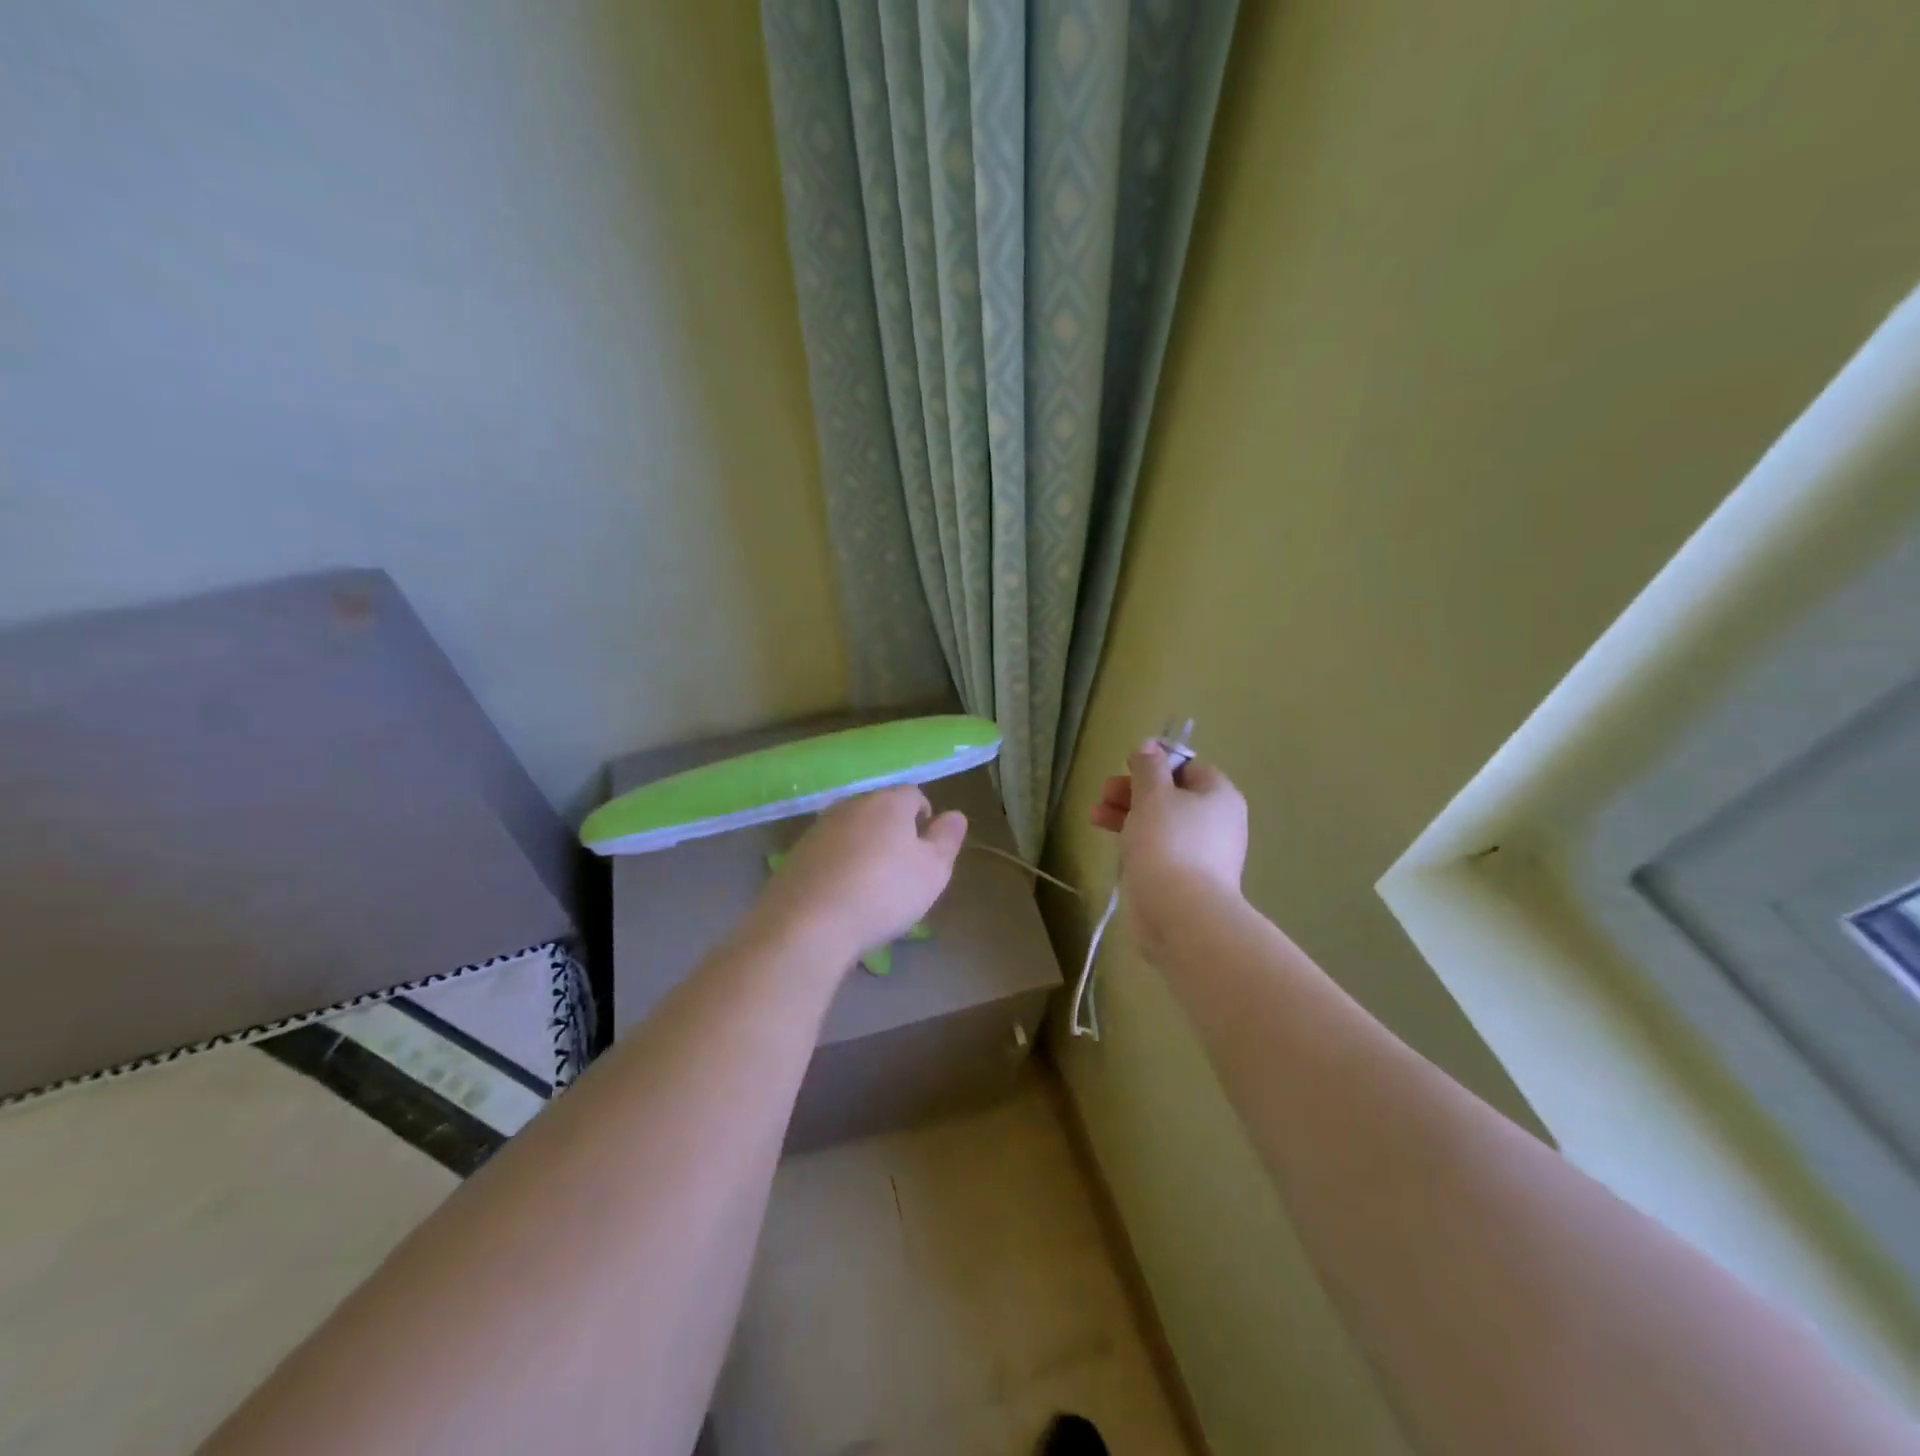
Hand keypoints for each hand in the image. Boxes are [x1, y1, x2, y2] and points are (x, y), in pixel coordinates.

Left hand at [751, 787, 966, 964]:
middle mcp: (851, 805)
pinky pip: (827, 852)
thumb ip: (947, 839)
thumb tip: (955, 815)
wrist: (807, 923)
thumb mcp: (932, 871)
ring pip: (852, 830)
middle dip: (893, 832)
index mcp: (888, 802)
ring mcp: (819, 828)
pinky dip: (838, 866)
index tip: (927, 849)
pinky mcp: (795, 854)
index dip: (925, 818)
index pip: (914, 795)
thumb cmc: (883, 893)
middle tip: (902, 870)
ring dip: (864, 848)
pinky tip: (841, 896)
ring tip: (871, 887)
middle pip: (880, 809)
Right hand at [1091, 741, 1247, 951]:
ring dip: (1128, 815)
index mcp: (1218, 796)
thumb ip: (1148, 767)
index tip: (1127, 768)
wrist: (1180, 912)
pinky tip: (1114, 845)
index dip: (1157, 764)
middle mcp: (1217, 822)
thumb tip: (1149, 746)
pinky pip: (1160, 851)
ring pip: (1162, 824)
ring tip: (1095, 816)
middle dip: (1134, 792)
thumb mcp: (1152, 794)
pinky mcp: (1185, 880)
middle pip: (1172, 796)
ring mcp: (1203, 854)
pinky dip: (1136, 843)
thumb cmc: (1168, 842)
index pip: (1189, 768)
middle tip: (1104, 793)